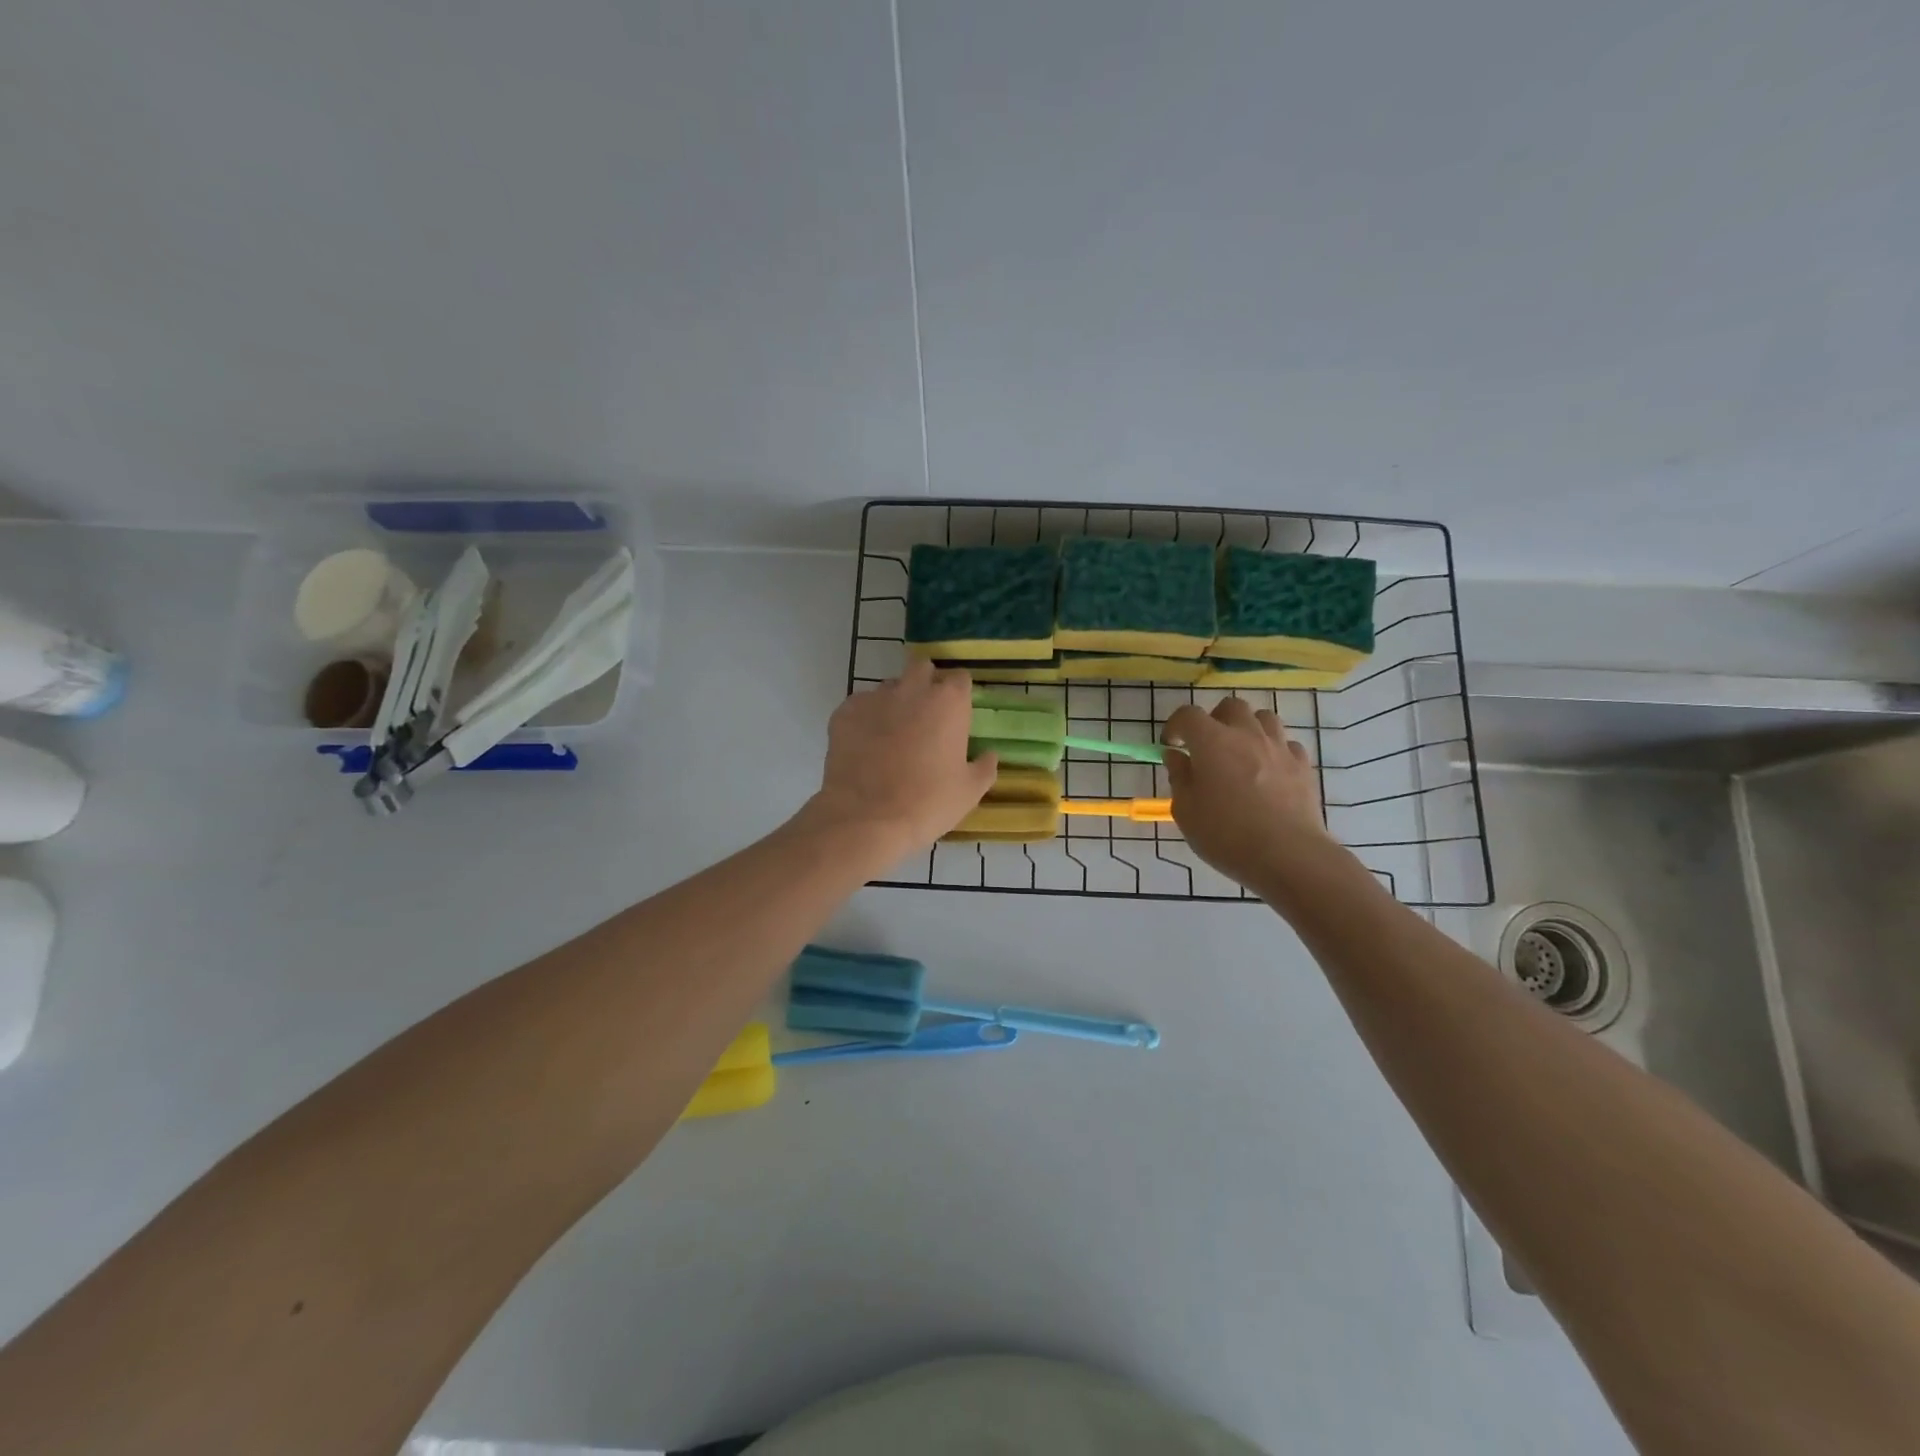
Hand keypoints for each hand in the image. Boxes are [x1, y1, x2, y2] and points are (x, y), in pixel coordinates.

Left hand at [803, 658, 996, 862]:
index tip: (956, 715)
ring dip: (894, 703)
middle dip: (925, 684)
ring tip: (891, 735)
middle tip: (925, 716)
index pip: (959, 678)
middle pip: (921, 668)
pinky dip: (865, 720)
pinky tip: (865, 746)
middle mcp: (912, 689)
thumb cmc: (927, 803)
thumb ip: (984, 767)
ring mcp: (874, 698)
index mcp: (948, 702)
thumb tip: (989, 755)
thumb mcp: (969, 791)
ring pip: (888, 688)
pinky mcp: (844, 713)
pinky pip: (859, 707)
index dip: (958, 695)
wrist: (867, 818)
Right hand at [1162, 698, 1338, 888]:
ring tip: (1240, 752)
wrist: (1287, 855)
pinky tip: (1268, 771)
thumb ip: (1179, 778)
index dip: (1175, 726)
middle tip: (1207, 746)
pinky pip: (1286, 744)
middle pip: (1230, 706)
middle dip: (1214, 719)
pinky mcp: (1303, 765)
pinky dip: (1273, 750)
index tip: (1171, 745)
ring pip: (1263, 718)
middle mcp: (1246, 734)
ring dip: (1247, 728)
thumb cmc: (1226, 835)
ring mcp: (1278, 747)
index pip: (1188, 715)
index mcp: (1212, 742)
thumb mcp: (1186, 811)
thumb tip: (1176, 756)